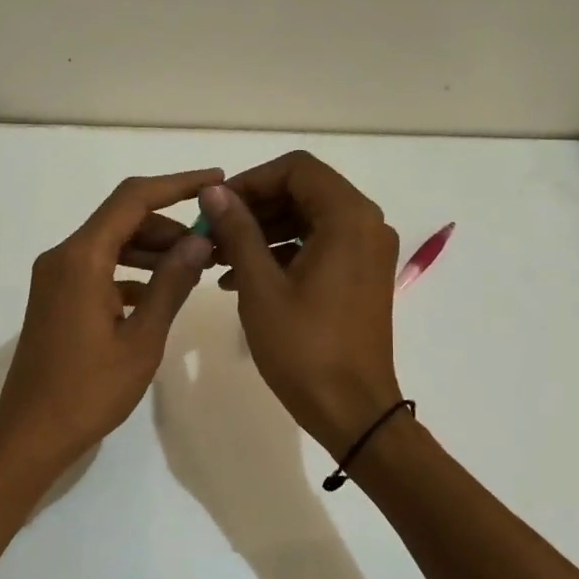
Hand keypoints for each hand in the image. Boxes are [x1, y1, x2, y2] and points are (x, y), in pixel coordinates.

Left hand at [0, 169, 219, 476]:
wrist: (31, 433)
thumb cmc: (89, 390)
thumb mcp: (142, 339)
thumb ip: (171, 284)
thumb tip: (199, 239)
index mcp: (81, 258)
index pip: (132, 199)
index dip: (177, 184)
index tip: (216, 181)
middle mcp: (62, 257)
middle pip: (120, 219)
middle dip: (168, 224)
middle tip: (211, 242)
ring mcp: (55, 278)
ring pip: (110, 244)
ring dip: (150, 249)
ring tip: (194, 267)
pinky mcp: (55, 298)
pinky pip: (98, 269)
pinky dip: (130, 272)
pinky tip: (159, 294)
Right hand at [198, 152, 403, 456]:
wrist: (351, 409)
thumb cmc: (304, 348)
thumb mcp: (260, 286)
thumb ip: (238, 231)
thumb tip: (214, 192)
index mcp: (348, 218)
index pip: (296, 169)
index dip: (251, 181)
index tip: (215, 207)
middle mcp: (366, 225)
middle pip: (303, 191)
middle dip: (254, 208)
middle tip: (212, 233)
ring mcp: (366, 252)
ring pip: (308, 219)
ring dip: (263, 231)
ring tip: (218, 258)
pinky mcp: (360, 276)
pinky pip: (318, 246)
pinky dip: (281, 252)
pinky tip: (241, 278)